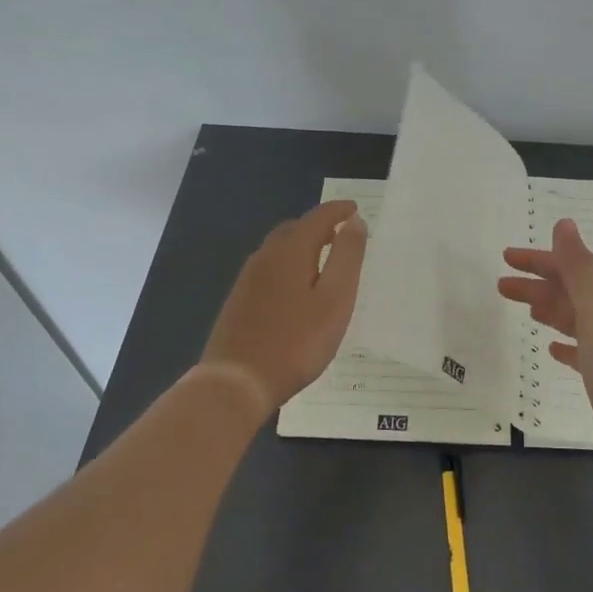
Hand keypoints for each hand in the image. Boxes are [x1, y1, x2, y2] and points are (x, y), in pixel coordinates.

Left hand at [201, 200, 368, 414]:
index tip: (355, 209)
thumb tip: (355, 221)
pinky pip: (269, 268)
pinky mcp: (239, 300)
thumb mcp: (335, 299)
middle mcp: (265, 257)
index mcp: (290, 251)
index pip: (318, 218)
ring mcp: (248, 279)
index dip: (338, 210)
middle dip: (319, 226)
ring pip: (278, 249)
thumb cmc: (296, 341)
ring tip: (323, 258)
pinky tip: (296, 287)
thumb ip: (347, 257)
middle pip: (294, 229)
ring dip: (302, 245)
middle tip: (341, 234)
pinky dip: (288, 264)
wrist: (237, 381)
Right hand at [497, 218, 592, 433]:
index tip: (507, 257)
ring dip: (548, 309)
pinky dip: (565, 344)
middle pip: (567, 292)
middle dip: (535, 285)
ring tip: (525, 310)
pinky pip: (581, 350)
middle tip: (501, 285)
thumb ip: (577, 265)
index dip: (537, 260)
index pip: (568, 268)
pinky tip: (551, 349)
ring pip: (572, 318)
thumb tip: (564, 223)